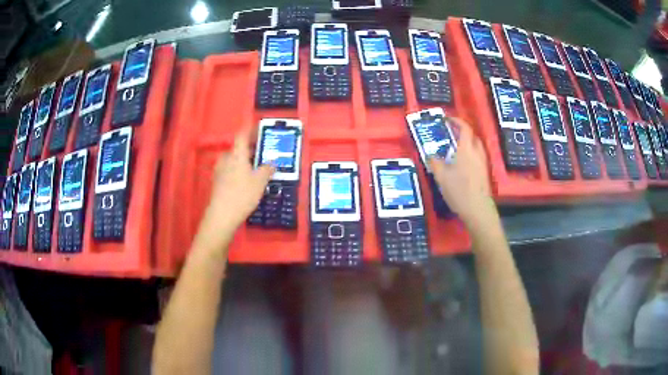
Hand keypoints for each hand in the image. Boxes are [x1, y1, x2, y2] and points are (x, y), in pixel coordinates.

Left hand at [194, 127, 273, 251]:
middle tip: (261, 151)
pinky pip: (229, 170)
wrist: (221, 215)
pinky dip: (237, 170)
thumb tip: (272, 163)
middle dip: (249, 148)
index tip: (258, 127)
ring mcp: (219, 170)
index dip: (250, 129)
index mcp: (237, 155)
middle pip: (238, 148)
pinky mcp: (217, 182)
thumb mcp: (260, 182)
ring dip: (243, 160)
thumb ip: (267, 170)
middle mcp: (226, 159)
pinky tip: (244, 180)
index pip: (242, 135)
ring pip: (233, 160)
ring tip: (255, 167)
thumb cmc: (242, 195)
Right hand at [429, 118, 493, 227]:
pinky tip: (463, 164)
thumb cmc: (459, 190)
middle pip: (473, 136)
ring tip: (456, 148)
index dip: (456, 121)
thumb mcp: (441, 177)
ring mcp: (483, 163)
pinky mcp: (485, 173)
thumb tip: (430, 155)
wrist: (477, 209)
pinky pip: (478, 157)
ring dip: (468, 143)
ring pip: (476, 147)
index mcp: (466, 149)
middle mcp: (477, 153)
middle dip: (463, 131)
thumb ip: (435, 163)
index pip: (464, 128)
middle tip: (451, 133)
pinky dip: (471, 154)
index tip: (447, 119)